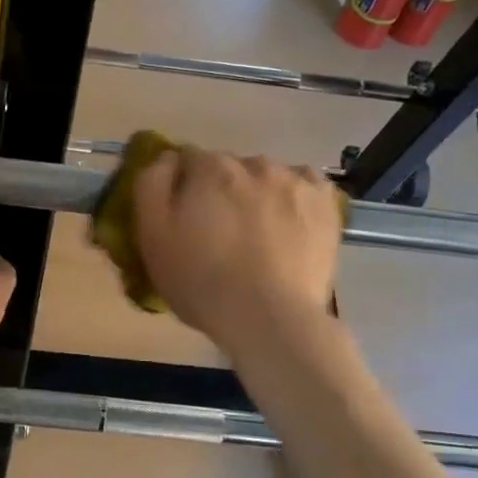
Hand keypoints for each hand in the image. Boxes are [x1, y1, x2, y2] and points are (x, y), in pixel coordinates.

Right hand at [131, 147, 341, 356]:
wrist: (270, 319)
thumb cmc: (201, 281)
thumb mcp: (152, 235)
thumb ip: (152, 184)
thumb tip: (167, 158)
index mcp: (210, 167)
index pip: (188, 159)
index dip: (182, 186)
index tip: (182, 216)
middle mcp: (254, 163)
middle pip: (228, 167)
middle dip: (219, 190)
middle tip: (218, 232)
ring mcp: (295, 181)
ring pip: (266, 176)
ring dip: (257, 193)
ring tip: (257, 234)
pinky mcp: (326, 205)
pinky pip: (304, 185)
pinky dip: (294, 197)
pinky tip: (289, 222)